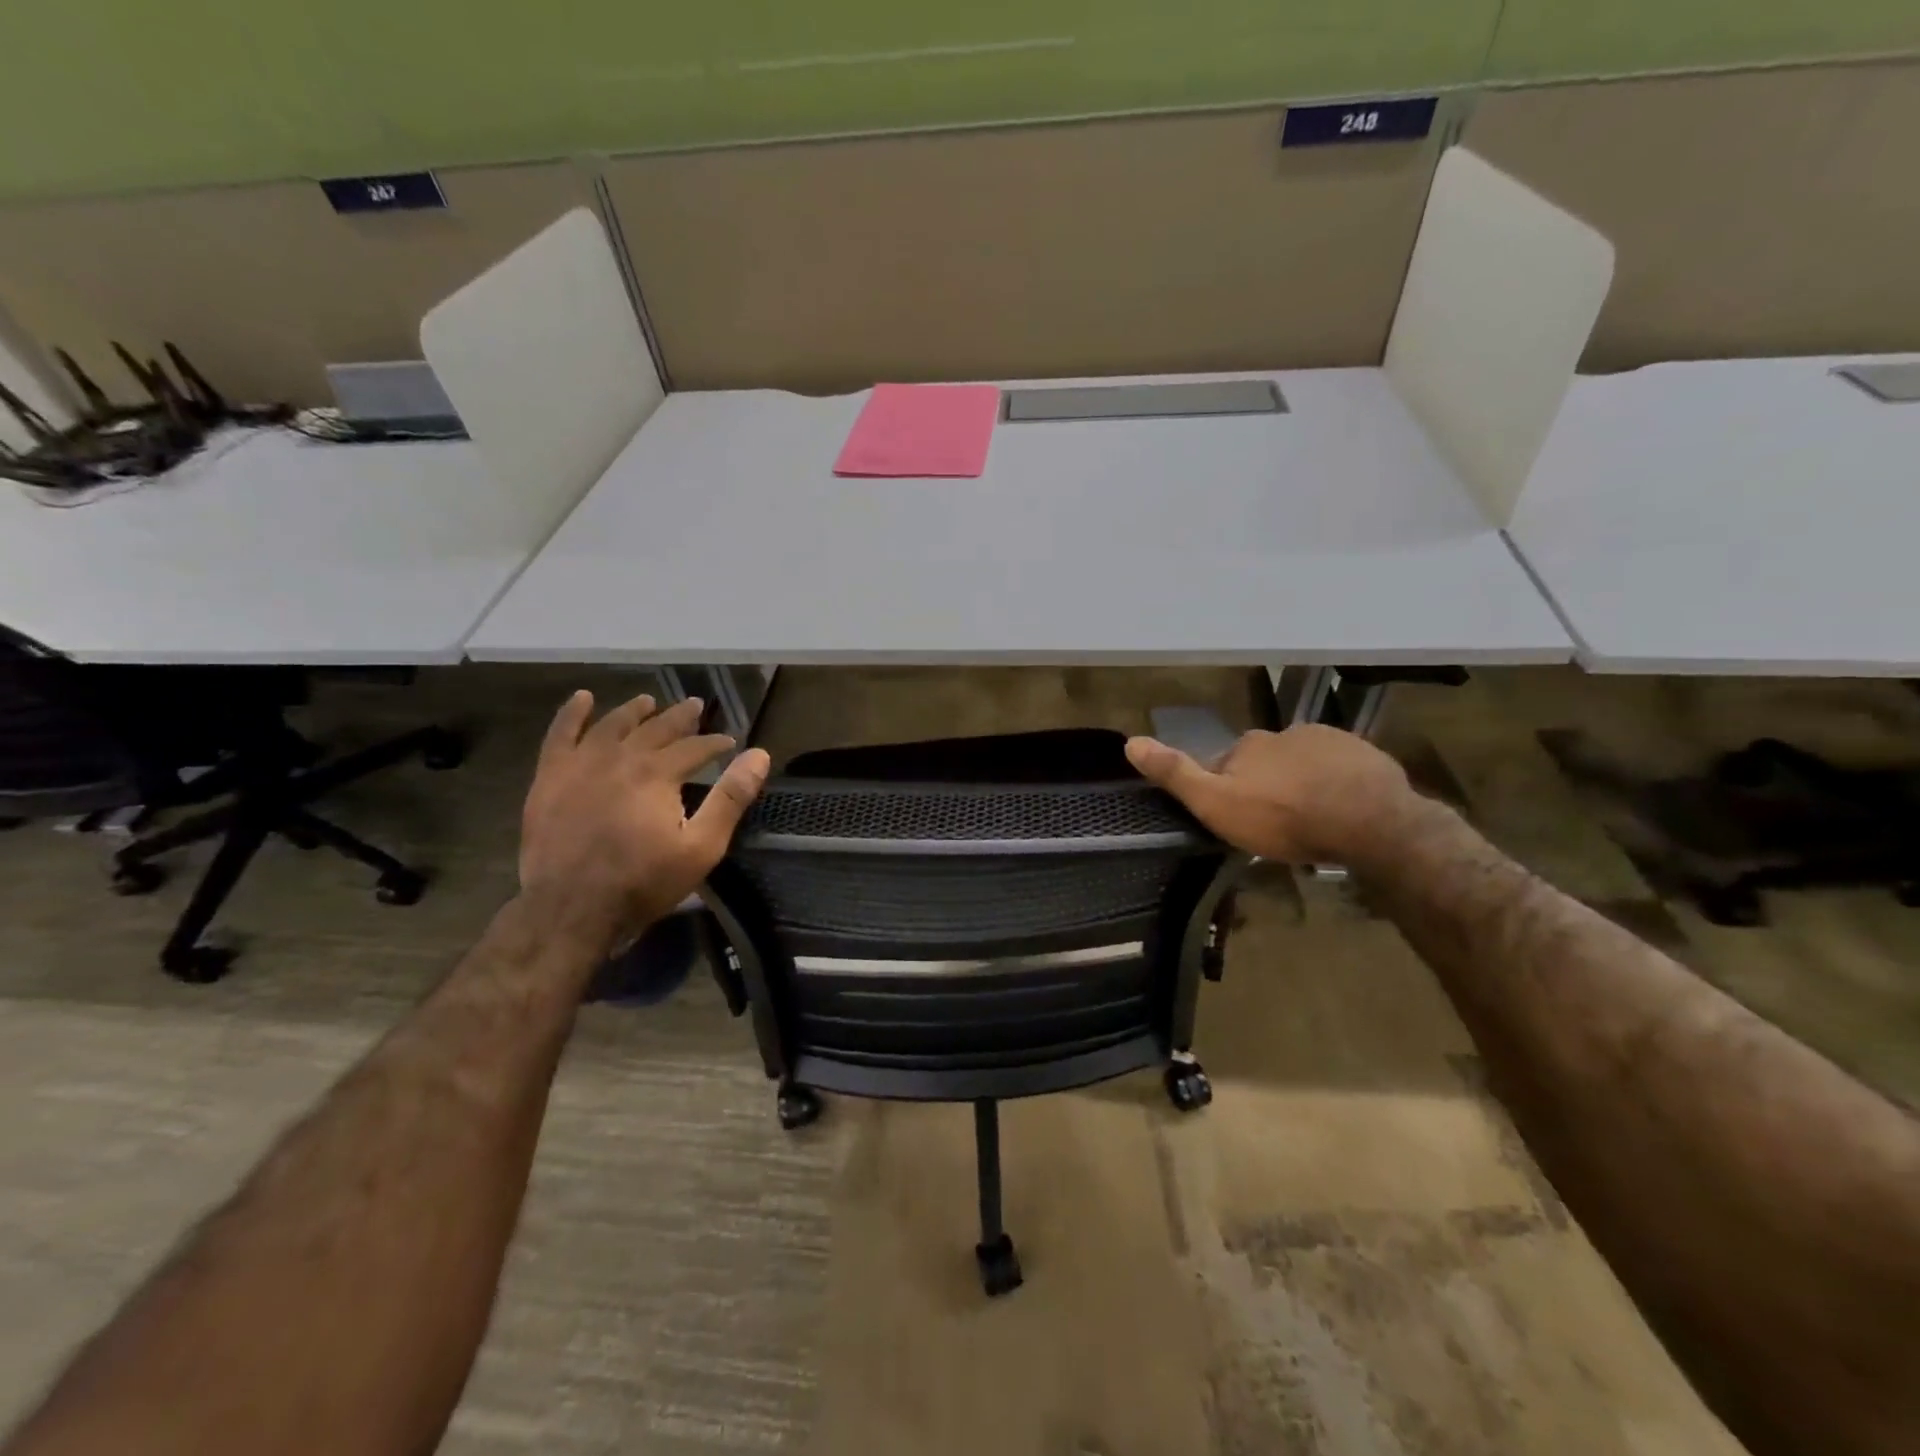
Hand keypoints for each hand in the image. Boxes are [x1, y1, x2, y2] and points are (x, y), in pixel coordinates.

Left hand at [519, 690, 769, 950]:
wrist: (570, 909)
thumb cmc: (643, 882)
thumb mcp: (701, 847)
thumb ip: (730, 798)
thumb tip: (759, 755)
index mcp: (658, 773)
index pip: (695, 747)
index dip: (715, 742)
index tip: (730, 741)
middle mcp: (620, 757)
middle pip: (655, 728)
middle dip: (680, 717)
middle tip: (695, 705)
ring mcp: (580, 765)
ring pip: (612, 725)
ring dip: (634, 711)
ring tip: (648, 701)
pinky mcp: (550, 778)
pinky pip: (560, 735)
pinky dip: (572, 714)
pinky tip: (582, 698)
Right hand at [1124, 725, 1412, 863]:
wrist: (1371, 823)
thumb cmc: (1283, 818)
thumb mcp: (1216, 803)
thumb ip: (1176, 774)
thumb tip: (1130, 741)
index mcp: (1248, 744)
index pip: (1226, 762)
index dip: (1227, 787)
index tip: (1237, 816)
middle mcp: (1285, 733)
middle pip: (1267, 760)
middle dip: (1267, 783)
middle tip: (1275, 823)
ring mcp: (1329, 740)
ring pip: (1304, 763)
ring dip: (1302, 783)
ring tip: (1311, 820)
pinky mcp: (1366, 755)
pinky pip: (1341, 769)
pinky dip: (1337, 785)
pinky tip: (1343, 812)